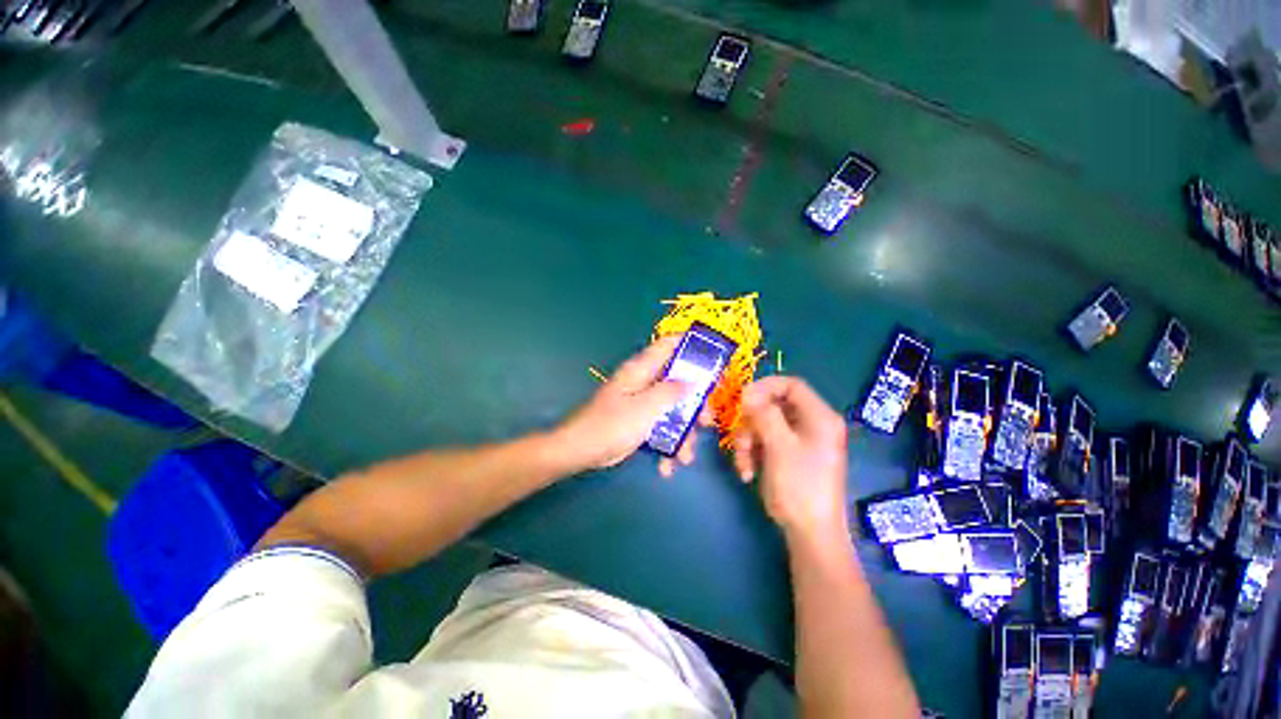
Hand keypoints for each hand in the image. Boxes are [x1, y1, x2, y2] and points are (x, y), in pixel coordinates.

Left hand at [555, 336, 709, 475]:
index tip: (713, 362)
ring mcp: (643, 402)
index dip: (692, 347)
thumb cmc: (613, 424)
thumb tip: (693, 380)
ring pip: (673, 408)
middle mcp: (645, 381)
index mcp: (643, 369)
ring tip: (685, 456)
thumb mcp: (647, 407)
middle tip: (705, 422)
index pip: (669, 345)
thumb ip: (672, 391)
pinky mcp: (640, 420)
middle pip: (678, 382)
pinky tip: (667, 465)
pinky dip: (667, 443)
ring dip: (682, 433)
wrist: (582, 450)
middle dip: (694, 404)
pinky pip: (662, 426)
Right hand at [734, 377, 849, 541]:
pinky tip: (747, 471)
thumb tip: (747, 391)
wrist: (809, 533)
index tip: (743, 399)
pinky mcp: (787, 454)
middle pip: (773, 406)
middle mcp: (810, 424)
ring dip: (747, 441)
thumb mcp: (779, 445)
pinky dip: (751, 453)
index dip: (765, 387)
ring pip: (763, 424)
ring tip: (743, 464)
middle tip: (740, 439)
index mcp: (819, 417)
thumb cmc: (799, 486)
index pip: (791, 385)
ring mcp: (798, 440)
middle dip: (751, 423)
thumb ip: (764, 413)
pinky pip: (763, 441)